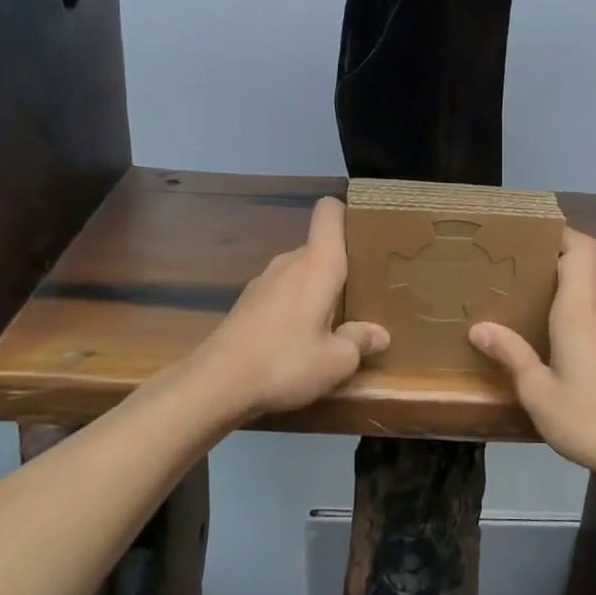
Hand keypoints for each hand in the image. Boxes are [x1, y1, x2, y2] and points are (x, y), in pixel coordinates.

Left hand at [189, 197, 388, 419]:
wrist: (216, 382)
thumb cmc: (286, 361)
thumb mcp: (335, 361)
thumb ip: (360, 342)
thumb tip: (379, 334)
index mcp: (318, 263)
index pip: (329, 212)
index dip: (346, 213)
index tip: (366, 235)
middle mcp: (290, 262)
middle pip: (319, 248)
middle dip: (340, 268)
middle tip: (362, 295)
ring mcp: (264, 280)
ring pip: (300, 273)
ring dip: (316, 291)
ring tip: (333, 323)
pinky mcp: (247, 302)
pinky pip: (282, 292)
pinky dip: (294, 307)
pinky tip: (298, 340)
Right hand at [469, 228, 595, 489]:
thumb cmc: (591, 420)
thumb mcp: (539, 393)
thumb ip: (512, 355)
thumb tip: (480, 327)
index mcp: (581, 311)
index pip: (582, 249)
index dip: (561, 232)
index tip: (529, 235)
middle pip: (586, 267)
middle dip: (554, 259)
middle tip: (516, 269)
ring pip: (594, 293)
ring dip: (567, 288)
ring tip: (530, 301)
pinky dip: (579, 314)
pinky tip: (557, 341)